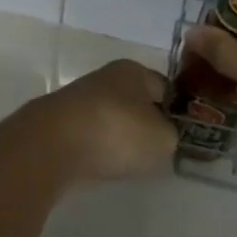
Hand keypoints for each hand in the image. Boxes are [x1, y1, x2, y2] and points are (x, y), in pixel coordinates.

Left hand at [27, 59, 175, 184]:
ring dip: (121, 138)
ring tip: (132, 162)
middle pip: (136, 102)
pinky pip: (92, 137)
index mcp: (133, 70)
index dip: (177, 110)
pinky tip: (105, 166)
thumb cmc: (116, 132)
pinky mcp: (61, 125)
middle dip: (147, 124)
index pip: (165, 87)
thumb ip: (172, 136)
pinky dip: (100, 150)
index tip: (184, 135)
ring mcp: (80, 101)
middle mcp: (105, 78)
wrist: (52, 146)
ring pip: (112, 120)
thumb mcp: (163, 138)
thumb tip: (164, 136)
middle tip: (160, 151)